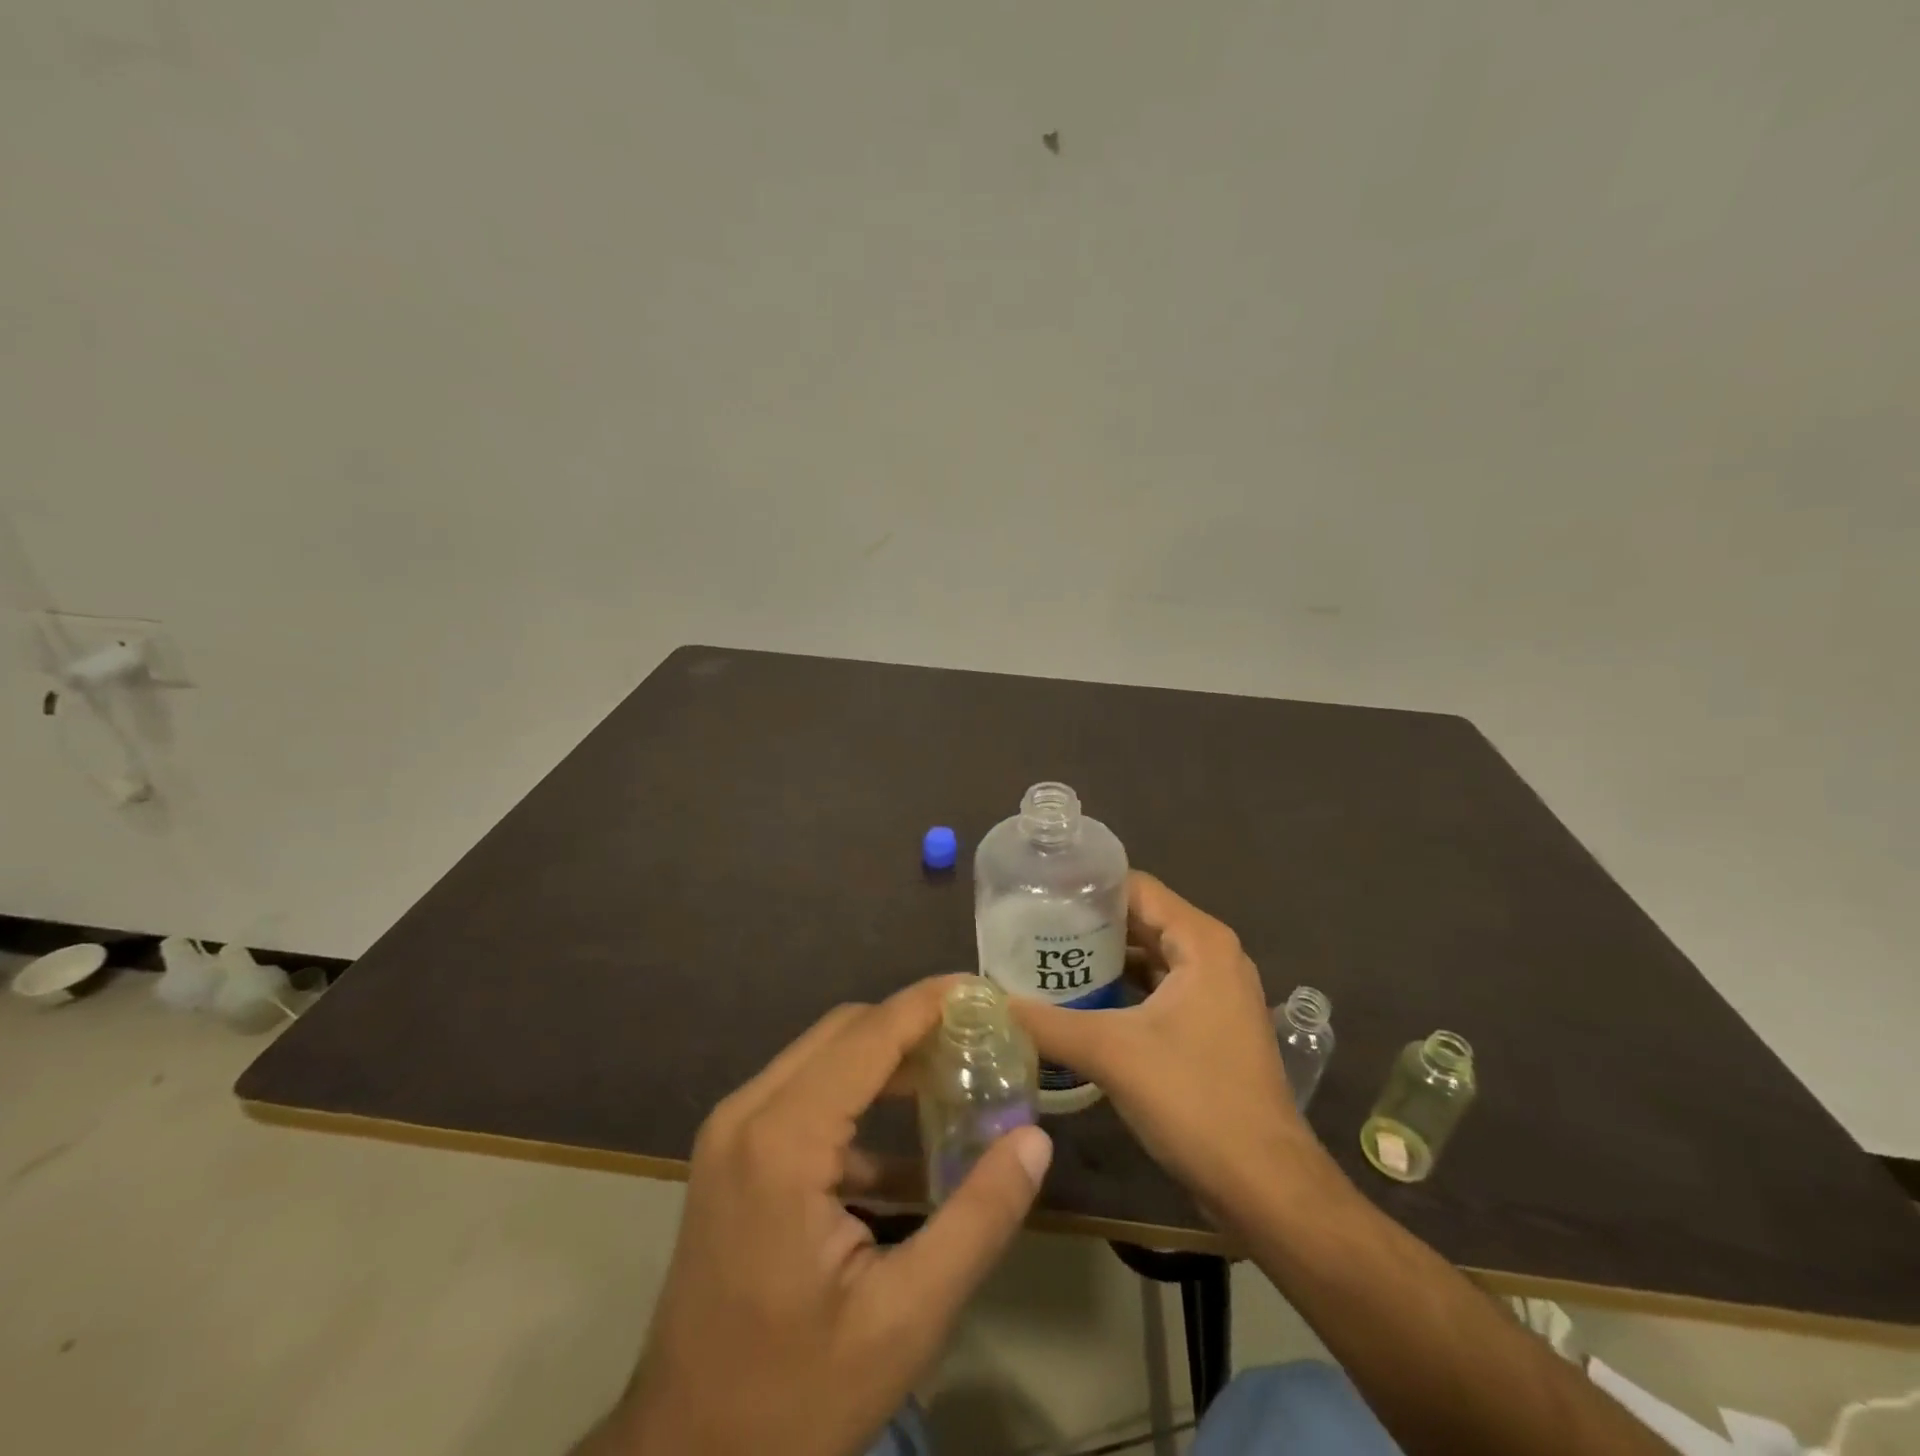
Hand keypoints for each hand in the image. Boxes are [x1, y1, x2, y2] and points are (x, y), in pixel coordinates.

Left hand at [600, 977, 1053, 1455]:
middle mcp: (748, 1113)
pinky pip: (805, 1096)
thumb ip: (977, 1219)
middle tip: (981, 1040)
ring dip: (889, 1059)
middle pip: (845, 1031)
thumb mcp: (905, 1318)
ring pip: (824, 1056)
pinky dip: (859, 1099)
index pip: (869, 1034)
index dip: (930, 1003)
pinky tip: (909, 1147)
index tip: (986, 992)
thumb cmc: (794, 1396)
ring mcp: (733, 1132)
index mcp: (783, 1140)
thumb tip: (1033, 1140)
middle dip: (914, 1026)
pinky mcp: (733, 1156)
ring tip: (957, 1078)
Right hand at [1013, 873, 1324, 1223]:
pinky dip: (1122, 991)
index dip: (1086, 887)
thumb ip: (1047, 1022)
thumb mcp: (1111, 1053)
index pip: (1135, 887)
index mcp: (1200, 941)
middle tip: (1031, 929)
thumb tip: (991, 1000)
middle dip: (1088, 924)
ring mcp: (1216, 993)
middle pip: (1141, 919)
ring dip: (1103, 960)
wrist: (1265, 1187)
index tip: (1037, 893)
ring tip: (1046, 962)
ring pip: (1149, 957)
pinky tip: (1081, 1004)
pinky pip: (1158, 990)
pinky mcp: (1210, 1027)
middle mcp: (1213, 956)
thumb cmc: (1194, 1100)